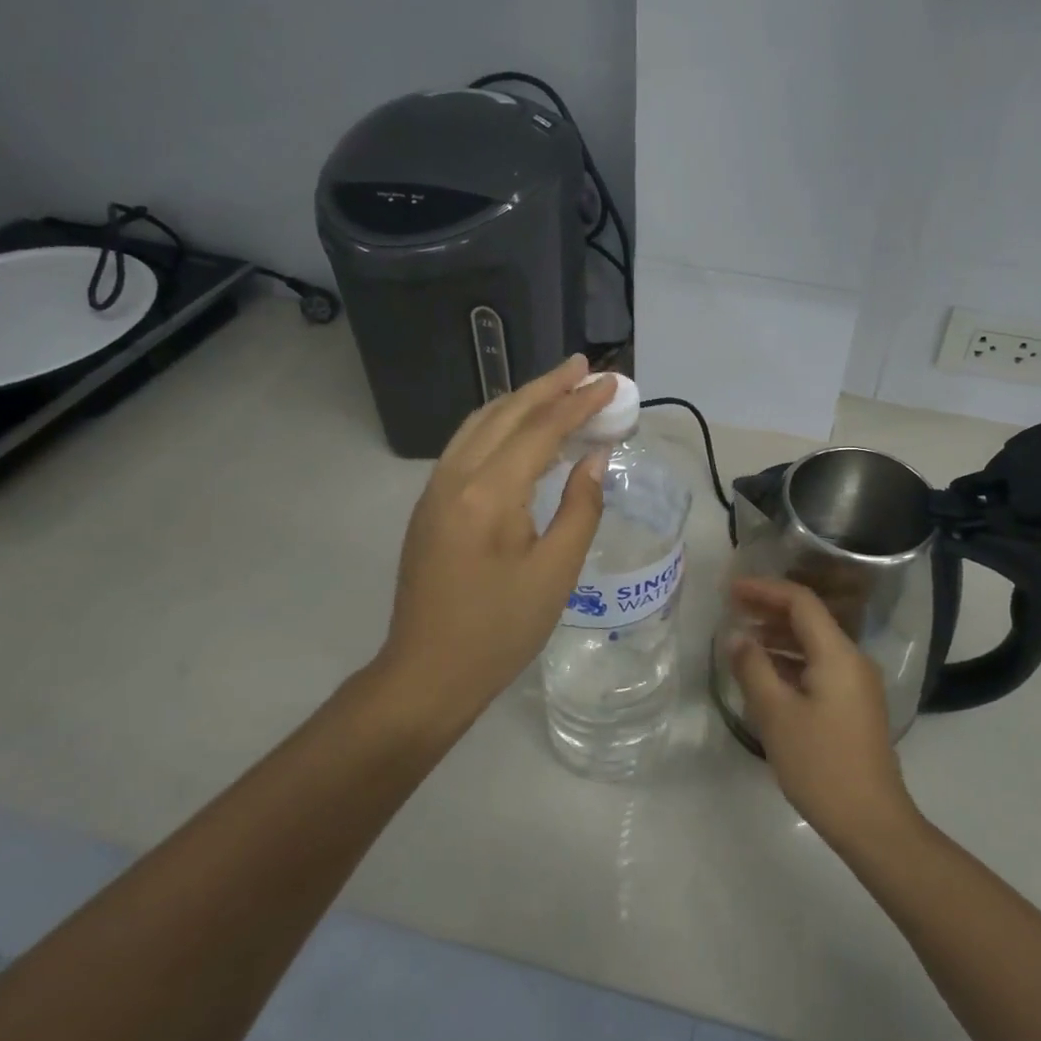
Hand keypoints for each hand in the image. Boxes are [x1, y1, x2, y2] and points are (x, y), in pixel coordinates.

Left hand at [377, 356, 615, 713]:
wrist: (427, 673)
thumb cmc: (500, 629)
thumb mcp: (556, 573)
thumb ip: (580, 507)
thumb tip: (595, 458)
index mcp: (489, 494)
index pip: (541, 430)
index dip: (580, 403)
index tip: (612, 383)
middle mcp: (456, 477)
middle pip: (506, 413)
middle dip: (549, 386)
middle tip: (587, 368)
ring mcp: (435, 488)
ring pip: (481, 423)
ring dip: (522, 400)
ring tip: (558, 387)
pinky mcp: (430, 503)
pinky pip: (466, 444)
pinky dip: (499, 424)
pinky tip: (520, 429)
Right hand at [727, 577, 920, 845]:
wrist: (872, 821)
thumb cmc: (820, 764)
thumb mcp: (776, 715)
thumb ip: (753, 668)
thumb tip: (737, 637)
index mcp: (837, 654)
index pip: (801, 601)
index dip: (764, 589)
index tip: (731, 589)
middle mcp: (852, 660)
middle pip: (809, 619)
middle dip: (770, 610)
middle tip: (732, 609)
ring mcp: (857, 683)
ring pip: (814, 644)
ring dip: (779, 636)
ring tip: (742, 637)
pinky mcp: (855, 706)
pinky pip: (820, 667)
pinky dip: (791, 661)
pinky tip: (766, 672)